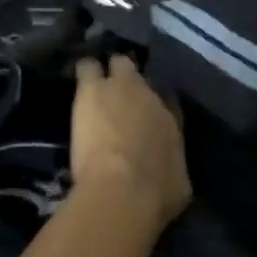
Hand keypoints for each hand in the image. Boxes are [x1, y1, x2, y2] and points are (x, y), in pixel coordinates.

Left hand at [70, 55, 190, 231]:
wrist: (126, 188)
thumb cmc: (156, 193)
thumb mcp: (177, 184)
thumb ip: (172, 169)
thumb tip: (169, 173)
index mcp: (169, 121)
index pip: (164, 103)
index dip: (151, 107)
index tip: (140, 116)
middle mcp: (150, 97)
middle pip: (141, 76)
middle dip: (130, 81)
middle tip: (116, 96)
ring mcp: (122, 87)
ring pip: (118, 63)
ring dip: (107, 73)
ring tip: (94, 82)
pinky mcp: (93, 88)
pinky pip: (88, 67)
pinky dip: (85, 70)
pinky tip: (78, 77)